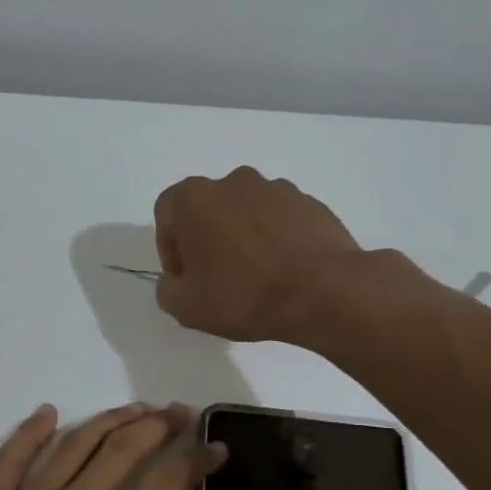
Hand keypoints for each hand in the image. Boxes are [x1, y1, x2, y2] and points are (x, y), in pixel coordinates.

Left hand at [0, 403, 252, 489]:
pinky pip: (12, 457)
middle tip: (179, 412)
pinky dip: (30, 431)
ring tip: (134, 408)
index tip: (216, 445)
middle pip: (123, 449)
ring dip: (108, 420)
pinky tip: (46, 413)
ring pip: (75, 444)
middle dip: (157, 426)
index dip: (195, 460)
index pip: (165, 484)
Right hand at [154, 167, 415, 342]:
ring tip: (255, 277)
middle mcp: (232, 182)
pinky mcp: (309, 202)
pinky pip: (279, 220)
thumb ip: (167, 289)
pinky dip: (275, 240)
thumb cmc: (243, 295)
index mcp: (194, 198)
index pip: (166, 215)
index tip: (186, 279)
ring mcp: (276, 188)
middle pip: (207, 209)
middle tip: (217, 279)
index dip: (171, 250)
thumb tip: (177, 280)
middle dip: (206, 240)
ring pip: (244, 213)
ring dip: (242, 238)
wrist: (324, 292)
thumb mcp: (186, 307)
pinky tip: (283, 272)